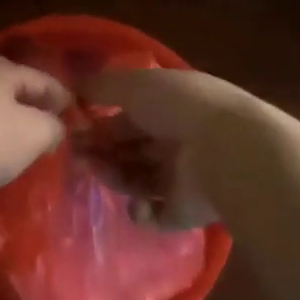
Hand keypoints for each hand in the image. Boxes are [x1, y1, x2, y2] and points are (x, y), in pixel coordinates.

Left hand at [0, 54, 72, 213]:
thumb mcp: (35, 131)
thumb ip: (55, 127)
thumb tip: (56, 128)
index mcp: (0, 68)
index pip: (44, 80)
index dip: (66, 100)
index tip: (83, 121)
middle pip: (17, 94)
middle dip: (39, 112)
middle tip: (61, 134)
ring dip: (15, 130)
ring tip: (36, 150)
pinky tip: (4, 161)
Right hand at [78, 68, 263, 229]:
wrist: (228, 152)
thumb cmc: (180, 107)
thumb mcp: (134, 84)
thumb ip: (100, 86)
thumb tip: (71, 88)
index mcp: (170, 106)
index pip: (128, 114)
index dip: (99, 119)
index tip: (72, 125)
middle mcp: (176, 140)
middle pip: (128, 148)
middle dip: (100, 149)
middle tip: (76, 154)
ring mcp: (182, 178)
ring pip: (135, 178)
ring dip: (113, 175)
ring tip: (97, 171)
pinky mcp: (185, 212)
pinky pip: (154, 215)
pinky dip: (140, 211)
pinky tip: (138, 202)